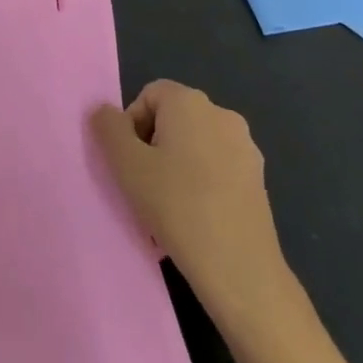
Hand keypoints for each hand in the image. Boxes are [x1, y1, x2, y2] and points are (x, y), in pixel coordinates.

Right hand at [90, 81, 291, 337]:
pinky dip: (201, 184)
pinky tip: (194, 220)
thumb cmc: (176, 206)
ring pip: (195, 146)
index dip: (131, 124)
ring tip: (166, 209)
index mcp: (190, 102)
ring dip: (175, 167)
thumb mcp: (127, 165)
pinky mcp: (258, 177)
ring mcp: (245, 146)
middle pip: (173, 118)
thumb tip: (105, 111)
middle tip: (143, 185)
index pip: (150, 95)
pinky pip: (217, 168)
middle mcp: (221, 113)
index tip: (129, 162)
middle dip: (153, 146)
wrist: (239, 267)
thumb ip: (109, 129)